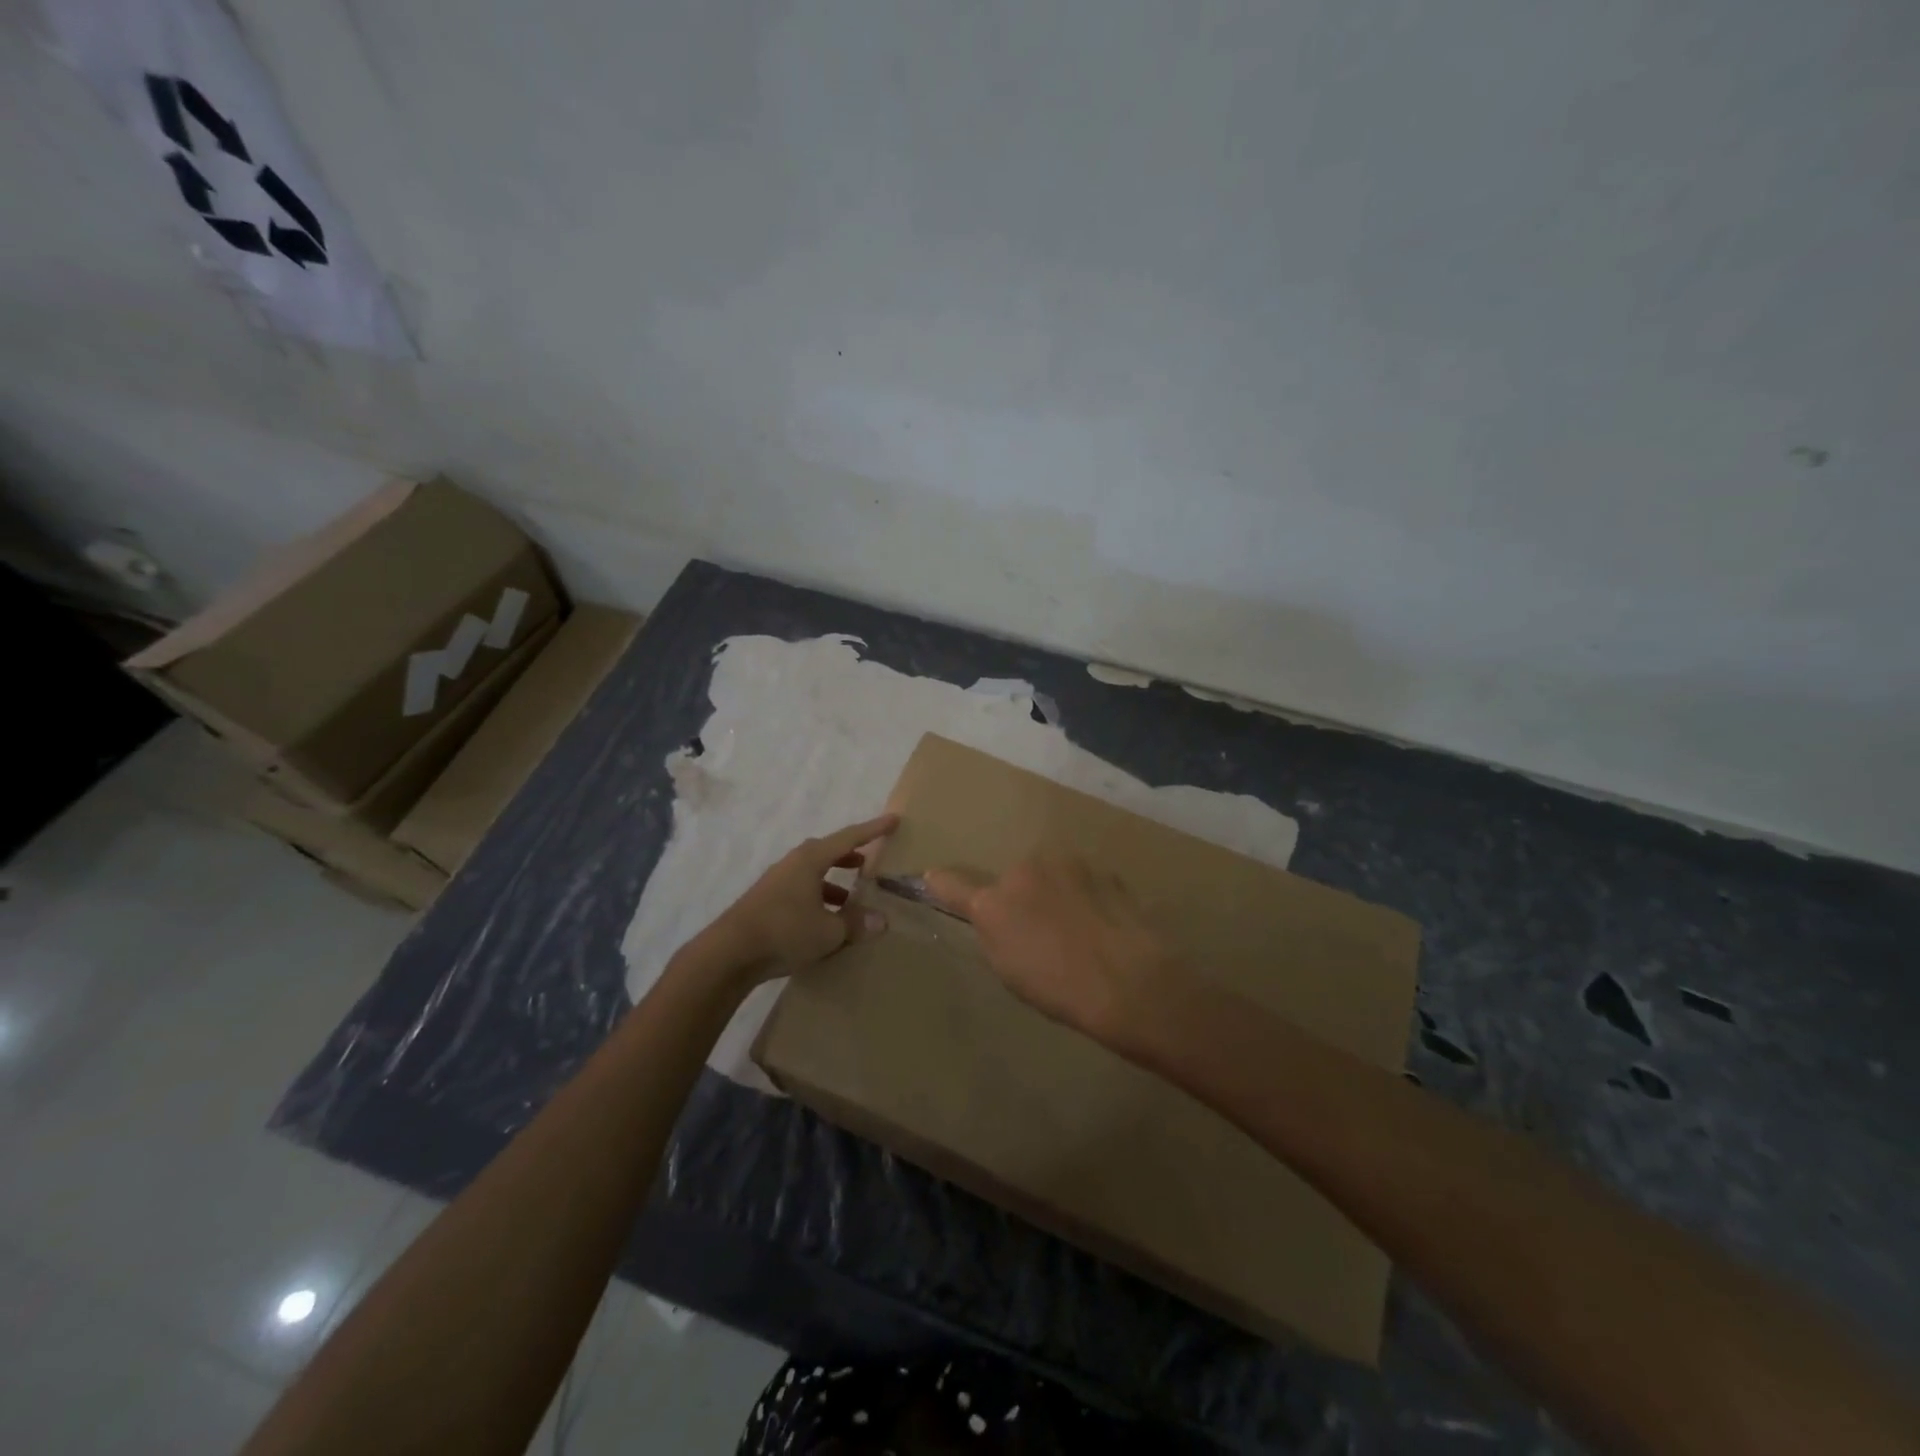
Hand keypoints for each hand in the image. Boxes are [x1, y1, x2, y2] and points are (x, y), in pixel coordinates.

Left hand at [707, 814, 898, 983]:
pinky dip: (818, 898)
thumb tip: (882, 920)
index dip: (873, 830)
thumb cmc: (784, 932)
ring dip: (834, 882)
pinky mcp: (766, 902)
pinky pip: (801, 891)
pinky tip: (824, 921)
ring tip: (851, 898)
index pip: (849, 838)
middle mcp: (793, 864)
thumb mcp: (829, 931)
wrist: (728, 954)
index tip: (893, 820)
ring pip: (813, 874)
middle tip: (870, 862)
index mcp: (811, 860)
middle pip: (828, 852)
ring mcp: (777, 882)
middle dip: (850, 856)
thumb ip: (856, 923)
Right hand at [922, 855, 1174, 1038]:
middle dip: (1022, 897)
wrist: (1128, 980)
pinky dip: (1087, 896)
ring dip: (1056, 892)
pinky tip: (1102, 924)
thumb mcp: (1009, 969)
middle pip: (1014, 879)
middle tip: (1041, 932)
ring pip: (1051, 876)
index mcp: (993, 902)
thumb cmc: (1058, 987)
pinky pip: (1084, 882)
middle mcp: (1025, 869)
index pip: (953, 885)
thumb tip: (984, 913)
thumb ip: (990, 932)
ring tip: (1078, 930)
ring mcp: (1067, 864)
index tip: (932, 878)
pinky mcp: (1103, 870)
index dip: (941, 884)